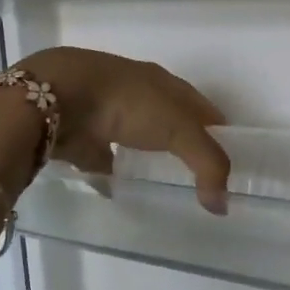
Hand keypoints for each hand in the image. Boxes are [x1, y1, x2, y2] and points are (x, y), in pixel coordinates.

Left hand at [21, 47, 231, 206]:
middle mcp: (137, 94)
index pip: (201, 107)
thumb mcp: (180, 130)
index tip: (230, 158)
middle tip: (198, 175)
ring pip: (135, 136)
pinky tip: (120, 188)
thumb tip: (223, 206)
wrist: (58, 96)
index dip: (217, 130)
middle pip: (169, 120)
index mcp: (164, 84)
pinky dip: (111, 171)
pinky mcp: (80, 135)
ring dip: (146, 153)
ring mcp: (106, 113)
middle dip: (182, 142)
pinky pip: (102, 157)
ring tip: (161, 180)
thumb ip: (207, 165)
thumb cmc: (128, 104)